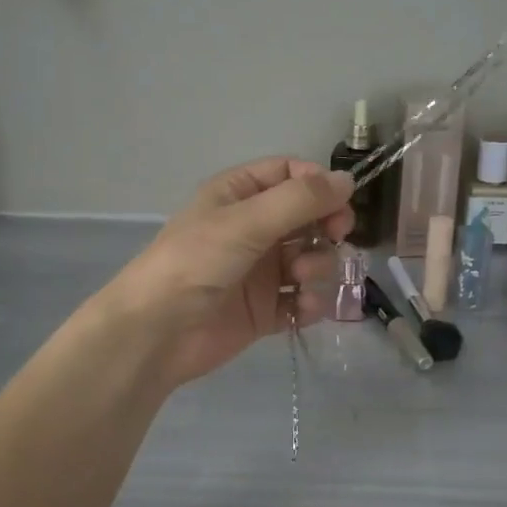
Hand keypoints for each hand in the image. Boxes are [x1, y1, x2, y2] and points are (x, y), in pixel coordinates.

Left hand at [100, 158, 354, 387]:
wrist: (157, 332)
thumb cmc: (196, 262)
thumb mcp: (246, 221)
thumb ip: (300, 200)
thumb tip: (348, 180)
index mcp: (239, 195)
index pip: (289, 174)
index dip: (318, 184)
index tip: (340, 201)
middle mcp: (252, 229)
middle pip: (308, 217)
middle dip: (326, 227)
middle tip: (336, 237)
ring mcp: (260, 271)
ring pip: (310, 259)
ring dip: (317, 266)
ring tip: (302, 279)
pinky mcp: (265, 310)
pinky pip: (302, 300)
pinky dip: (309, 303)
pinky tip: (303, 308)